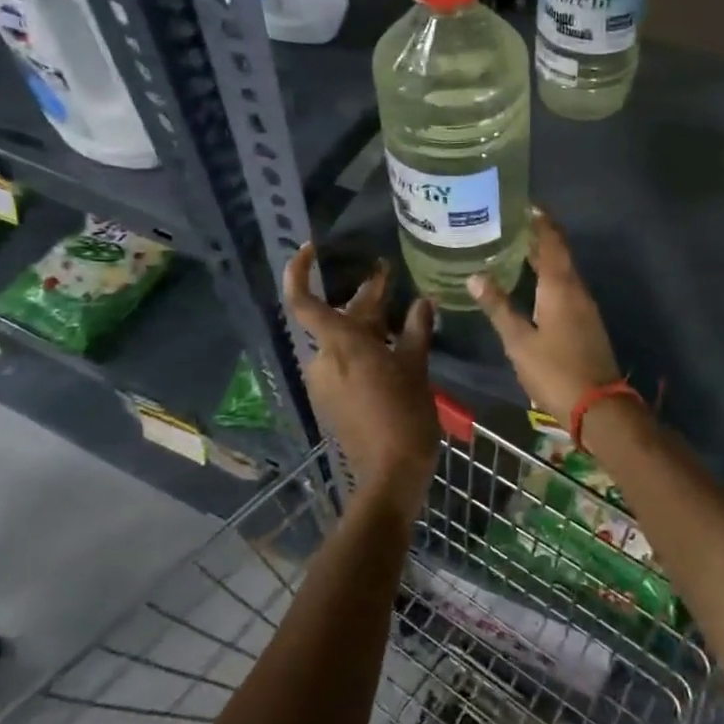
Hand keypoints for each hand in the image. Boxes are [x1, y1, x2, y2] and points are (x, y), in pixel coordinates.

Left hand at [283, 243, 437, 517]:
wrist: (390, 474)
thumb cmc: (405, 414)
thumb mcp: (416, 367)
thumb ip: (416, 330)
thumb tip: (423, 301)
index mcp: (341, 345)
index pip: (304, 302)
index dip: (300, 272)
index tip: (311, 249)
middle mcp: (324, 359)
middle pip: (336, 318)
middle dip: (362, 297)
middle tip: (388, 276)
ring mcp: (325, 382)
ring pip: (342, 340)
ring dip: (366, 324)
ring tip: (398, 311)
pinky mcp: (331, 400)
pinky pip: (344, 362)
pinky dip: (363, 348)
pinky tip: (391, 345)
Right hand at [468, 208, 621, 425]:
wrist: (597, 406)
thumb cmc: (554, 370)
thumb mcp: (518, 341)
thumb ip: (498, 307)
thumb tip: (475, 276)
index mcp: (560, 286)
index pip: (551, 241)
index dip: (540, 221)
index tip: (524, 204)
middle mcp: (576, 289)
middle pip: (558, 253)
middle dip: (538, 236)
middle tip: (510, 224)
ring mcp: (584, 306)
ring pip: (563, 271)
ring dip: (543, 257)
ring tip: (515, 248)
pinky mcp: (586, 322)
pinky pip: (566, 287)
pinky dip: (549, 276)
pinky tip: (532, 284)